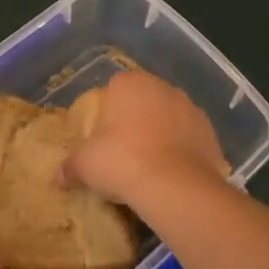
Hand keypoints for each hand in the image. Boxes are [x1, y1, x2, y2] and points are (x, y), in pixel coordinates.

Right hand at [60, 70, 227, 209]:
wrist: (175, 185)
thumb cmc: (122, 162)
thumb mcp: (85, 166)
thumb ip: (71, 166)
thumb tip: (58, 176)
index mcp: (129, 83)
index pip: (114, 89)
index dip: (108, 113)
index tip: (103, 138)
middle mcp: (162, 86)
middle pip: (144, 101)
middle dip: (136, 120)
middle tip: (124, 152)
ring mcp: (190, 107)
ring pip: (169, 117)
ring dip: (162, 133)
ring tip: (151, 165)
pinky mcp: (210, 131)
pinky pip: (190, 137)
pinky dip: (182, 150)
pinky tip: (173, 173)